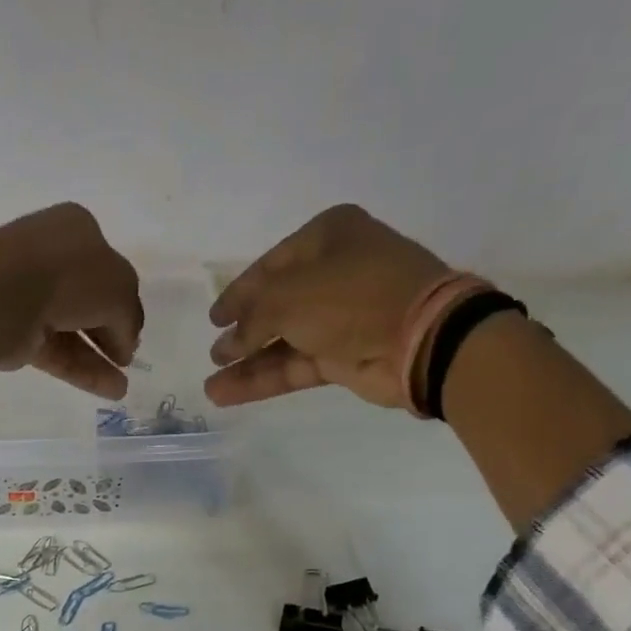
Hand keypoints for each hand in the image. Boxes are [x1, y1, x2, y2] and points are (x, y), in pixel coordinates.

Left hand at [0, 203, 142, 400]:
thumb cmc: (67, 275)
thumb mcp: (119, 288)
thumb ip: (129, 315)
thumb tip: (124, 343)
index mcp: (76, 229)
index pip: (109, 268)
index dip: (124, 300)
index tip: (133, 332)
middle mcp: (51, 256)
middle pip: (89, 299)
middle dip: (111, 330)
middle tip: (125, 358)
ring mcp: (30, 294)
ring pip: (73, 328)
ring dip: (100, 357)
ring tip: (122, 386)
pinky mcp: (16, 330)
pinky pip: (57, 351)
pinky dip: (82, 369)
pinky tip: (109, 390)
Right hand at [203, 205, 451, 409]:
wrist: (419, 339)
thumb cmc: (351, 298)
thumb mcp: (288, 296)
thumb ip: (251, 317)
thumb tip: (230, 343)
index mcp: (328, 237)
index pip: (270, 265)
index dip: (238, 293)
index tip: (214, 318)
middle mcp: (334, 273)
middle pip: (275, 305)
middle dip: (242, 332)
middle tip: (215, 352)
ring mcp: (340, 318)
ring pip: (282, 341)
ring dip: (246, 363)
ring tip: (211, 383)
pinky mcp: (344, 356)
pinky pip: (294, 365)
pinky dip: (263, 379)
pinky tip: (225, 393)